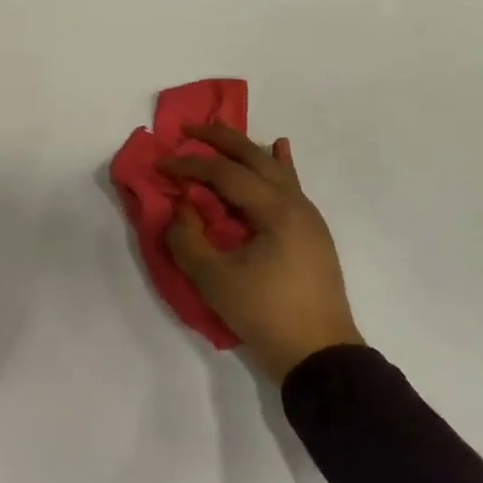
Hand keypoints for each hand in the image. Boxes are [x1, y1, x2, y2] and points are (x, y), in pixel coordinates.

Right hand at [160, 124, 359, 384]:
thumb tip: (182, 210)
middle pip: (254, 158)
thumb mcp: (214, 279)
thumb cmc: (265, 314)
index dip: (190, 166)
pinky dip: (279, 165)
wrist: (320, 355)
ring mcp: (308, 217)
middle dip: (220, 139)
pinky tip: (280, 150)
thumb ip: (188, 239)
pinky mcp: (311, 234)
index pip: (224, 174)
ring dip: (246, 149)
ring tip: (224, 133)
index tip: (161, 165)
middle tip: (190, 128)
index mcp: (274, 209)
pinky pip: (291, 186)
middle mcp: (295, 203)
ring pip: (275, 169)